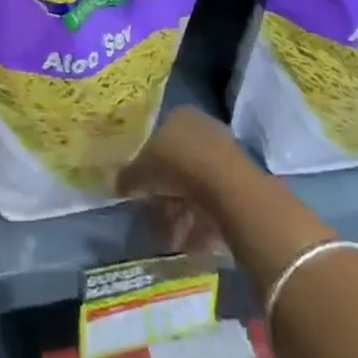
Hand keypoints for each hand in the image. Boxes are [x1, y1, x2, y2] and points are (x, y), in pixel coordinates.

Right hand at [118, 107, 249, 258]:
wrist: (227, 186)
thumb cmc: (176, 164)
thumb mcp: (140, 170)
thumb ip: (127, 176)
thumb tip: (117, 184)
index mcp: (178, 115)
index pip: (157, 138)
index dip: (147, 165)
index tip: (141, 189)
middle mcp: (203, 129)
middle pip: (177, 164)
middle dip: (164, 195)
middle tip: (155, 217)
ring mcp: (224, 154)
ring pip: (195, 186)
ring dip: (181, 213)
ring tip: (172, 239)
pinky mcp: (240, 182)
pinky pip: (213, 203)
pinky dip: (201, 223)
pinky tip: (191, 242)